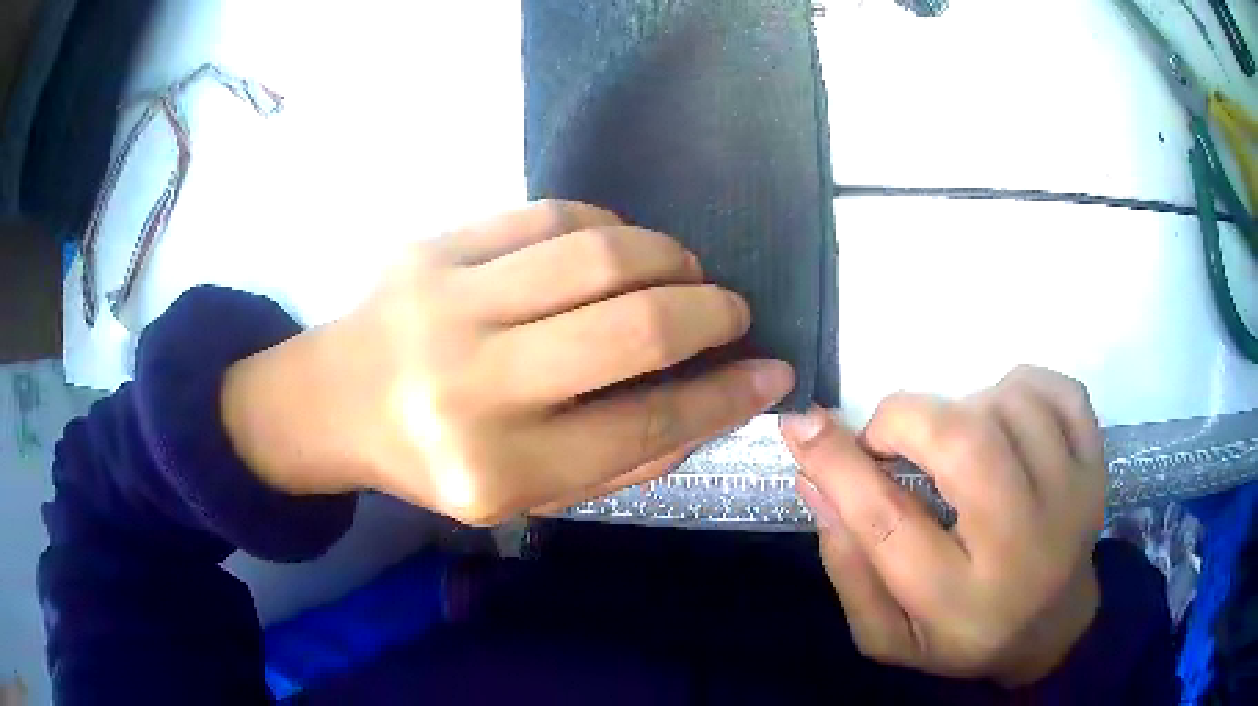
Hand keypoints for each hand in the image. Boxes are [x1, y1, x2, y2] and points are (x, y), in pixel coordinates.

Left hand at [223, 200, 794, 524]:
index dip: (726, 396)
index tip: (773, 373)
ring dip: (668, 256)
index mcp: (498, 469)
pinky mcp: (430, 247)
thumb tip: (712, 404)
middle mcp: (472, 387)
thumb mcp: (527, 493)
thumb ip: (623, 459)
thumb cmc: (433, 461)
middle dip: (712, 311)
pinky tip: (616, 246)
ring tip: (685, 270)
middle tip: (732, 310)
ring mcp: (445, 304)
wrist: (334, 402)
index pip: (646, 424)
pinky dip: (604, 226)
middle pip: (634, 328)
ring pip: (599, 255)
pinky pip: (546, 216)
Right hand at [781, 366, 1104, 686]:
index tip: (800, 425)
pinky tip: (1006, 416)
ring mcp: (1071, 500)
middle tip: (889, 435)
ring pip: (1010, 407)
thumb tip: (814, 481)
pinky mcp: (1097, 467)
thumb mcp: (888, 633)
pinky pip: (1060, 391)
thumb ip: (847, 566)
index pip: (888, 524)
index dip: (838, 465)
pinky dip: (1022, 385)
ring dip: (964, 406)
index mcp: (958, 604)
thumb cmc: (962, 635)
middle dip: (907, 418)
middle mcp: (1022, 549)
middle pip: (967, 447)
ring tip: (954, 441)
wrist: (1050, 627)